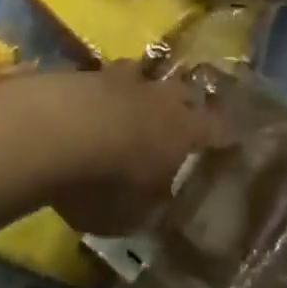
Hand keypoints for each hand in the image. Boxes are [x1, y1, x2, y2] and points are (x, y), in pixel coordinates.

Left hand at [43, 64, 227, 235]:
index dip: (228, 136)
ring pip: (142, 75)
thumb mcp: (134, 215)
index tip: (235, 140)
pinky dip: (102, 93)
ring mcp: (121, 78)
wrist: (51, 131)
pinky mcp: (83, 72)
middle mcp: (160, 97)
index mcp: (185, 130)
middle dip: (187, 104)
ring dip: (142, 90)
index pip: (220, 129)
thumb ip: (153, 207)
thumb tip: (160, 203)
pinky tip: (91, 107)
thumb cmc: (105, 182)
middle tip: (186, 118)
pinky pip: (103, 80)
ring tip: (136, 105)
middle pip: (184, 92)